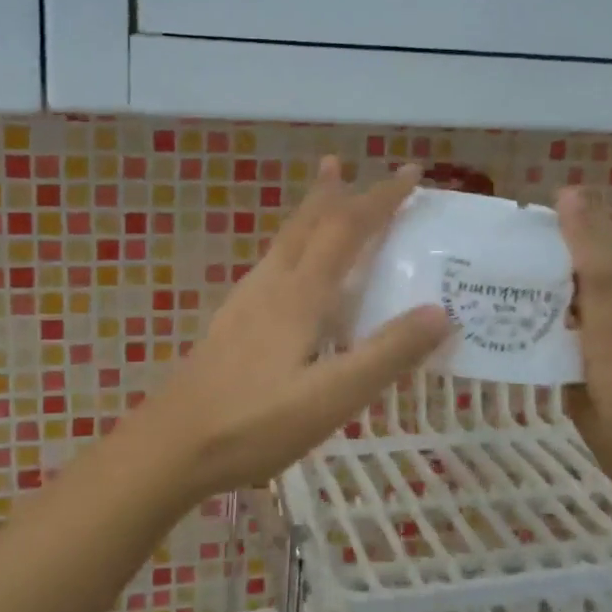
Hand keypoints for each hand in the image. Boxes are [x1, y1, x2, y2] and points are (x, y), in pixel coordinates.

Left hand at [129, 158, 450, 503]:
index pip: (346, 230)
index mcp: (299, 296)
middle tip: (348, 165)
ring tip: (321, 201)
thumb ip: (386, 355)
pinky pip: (270, 267)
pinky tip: (287, 274)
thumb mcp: (331, 397)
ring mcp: (243, 304)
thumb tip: (440, 311)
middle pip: (305, 225)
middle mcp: (270, 286)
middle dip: (334, 193)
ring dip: (307, 215)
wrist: (170, 446)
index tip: (412, 173)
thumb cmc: (253, 424)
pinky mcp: (229, 325)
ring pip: (282, 243)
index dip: (380, 199)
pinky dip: (291, 248)